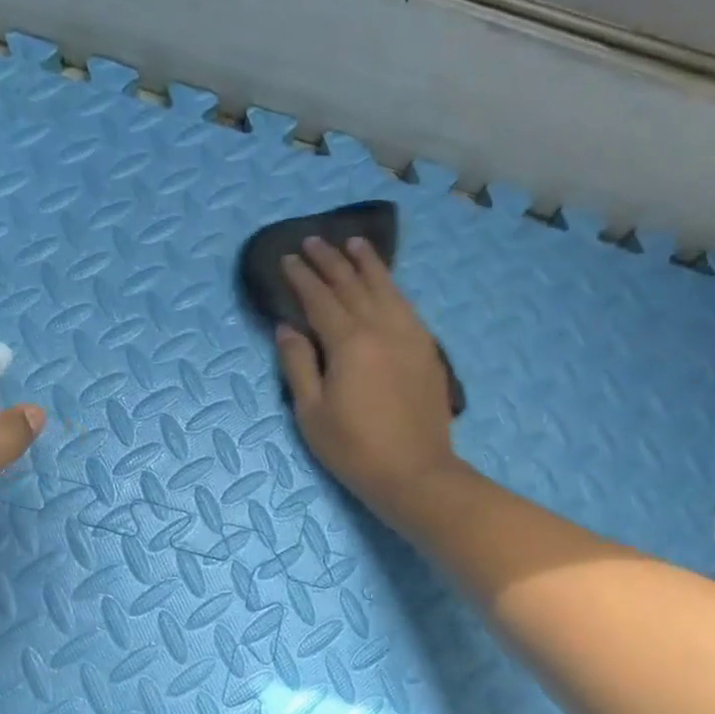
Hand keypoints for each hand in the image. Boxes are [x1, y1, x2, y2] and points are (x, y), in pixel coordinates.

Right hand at [277, 236, 463, 513]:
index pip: (320, 298)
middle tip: (314, 240)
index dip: (302, 277)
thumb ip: (297, 364)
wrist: (415, 473)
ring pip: (386, 288)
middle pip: (353, 284)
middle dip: (331, 260)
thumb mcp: (311, 412)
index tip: (288, 258)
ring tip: (354, 243)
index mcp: (349, 342)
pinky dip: (392, 287)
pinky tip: (386, 283)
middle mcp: (382, 327)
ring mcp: (410, 335)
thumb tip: (287, 327)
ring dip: (367, 263)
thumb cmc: (354, 449)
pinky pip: (406, 305)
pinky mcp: (427, 349)